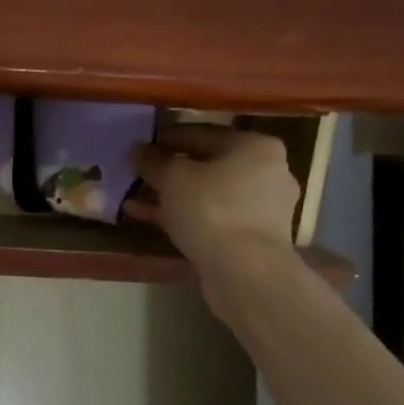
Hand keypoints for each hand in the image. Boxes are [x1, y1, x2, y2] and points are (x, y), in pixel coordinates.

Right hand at [127, 127, 302, 302]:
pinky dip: (185, 216)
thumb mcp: (173, 178)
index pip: (202, 133)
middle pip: (207, 164)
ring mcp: (262, 207)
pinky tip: (153, 219)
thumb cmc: (211, 210)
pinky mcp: (252, 236)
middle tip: (138, 173)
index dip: (166, 138)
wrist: (245, 271)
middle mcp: (266, 171)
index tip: (139, 146)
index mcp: (255, 145)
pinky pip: (211, 217)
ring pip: (207, 193)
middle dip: (170, 170)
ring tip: (138, 198)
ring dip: (174, 195)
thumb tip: (137, 150)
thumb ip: (153, 160)